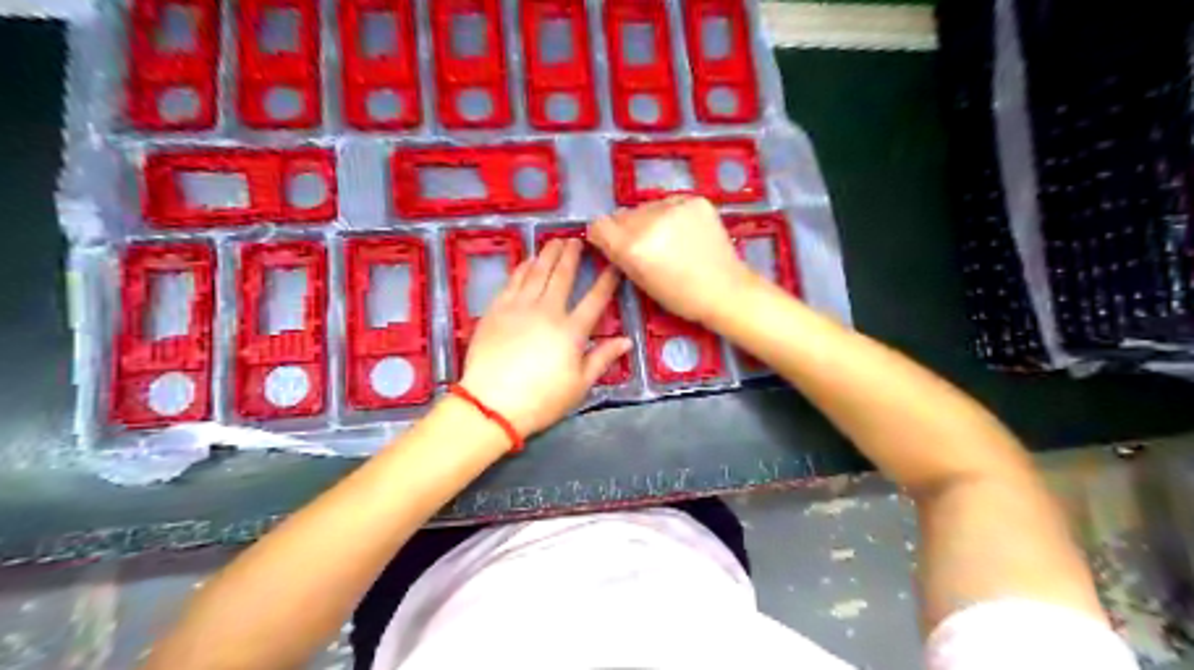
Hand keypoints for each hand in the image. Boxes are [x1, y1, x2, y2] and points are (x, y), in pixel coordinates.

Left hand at [458, 238, 633, 435]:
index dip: (606, 281)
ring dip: (548, 254)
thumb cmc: (541, 399)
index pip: (595, 299)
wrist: (492, 403)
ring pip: (537, 272)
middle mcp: (547, 311)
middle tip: (577, 240)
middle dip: (572, 256)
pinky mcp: (496, 309)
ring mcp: (519, 307)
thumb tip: (626, 341)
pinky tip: (527, 260)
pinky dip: (522, 267)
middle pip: (562, 276)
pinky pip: (512, 280)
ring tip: (555, 241)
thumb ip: (602, 358)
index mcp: (572, 331)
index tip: (613, 265)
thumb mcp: (579, 385)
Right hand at [590, 193, 754, 322]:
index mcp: (633, 246)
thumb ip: (620, 256)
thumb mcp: (641, 282)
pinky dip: (671, 214)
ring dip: (649, 219)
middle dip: (627, 228)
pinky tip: (685, 232)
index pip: (599, 225)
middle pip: (622, 215)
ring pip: (646, 207)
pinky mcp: (694, 200)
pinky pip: (669, 202)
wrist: (726, 290)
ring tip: (669, 239)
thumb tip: (608, 237)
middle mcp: (649, 221)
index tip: (609, 243)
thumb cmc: (681, 297)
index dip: (601, 235)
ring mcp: (673, 207)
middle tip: (646, 246)